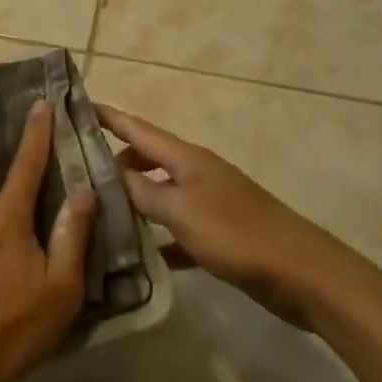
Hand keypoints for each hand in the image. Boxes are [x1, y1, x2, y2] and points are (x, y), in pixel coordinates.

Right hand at [94, 104, 345, 331]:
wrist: (303, 275)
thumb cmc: (236, 234)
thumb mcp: (180, 210)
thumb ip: (142, 192)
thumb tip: (110, 176)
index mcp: (186, 158)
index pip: (137, 129)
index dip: (108, 117)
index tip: (78, 106)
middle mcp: (196, 173)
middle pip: (146, 159)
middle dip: (114, 164)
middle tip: (79, 176)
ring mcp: (210, 204)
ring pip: (160, 195)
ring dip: (134, 202)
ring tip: (99, 215)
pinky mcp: (220, 235)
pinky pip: (178, 230)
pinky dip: (159, 238)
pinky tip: (140, 257)